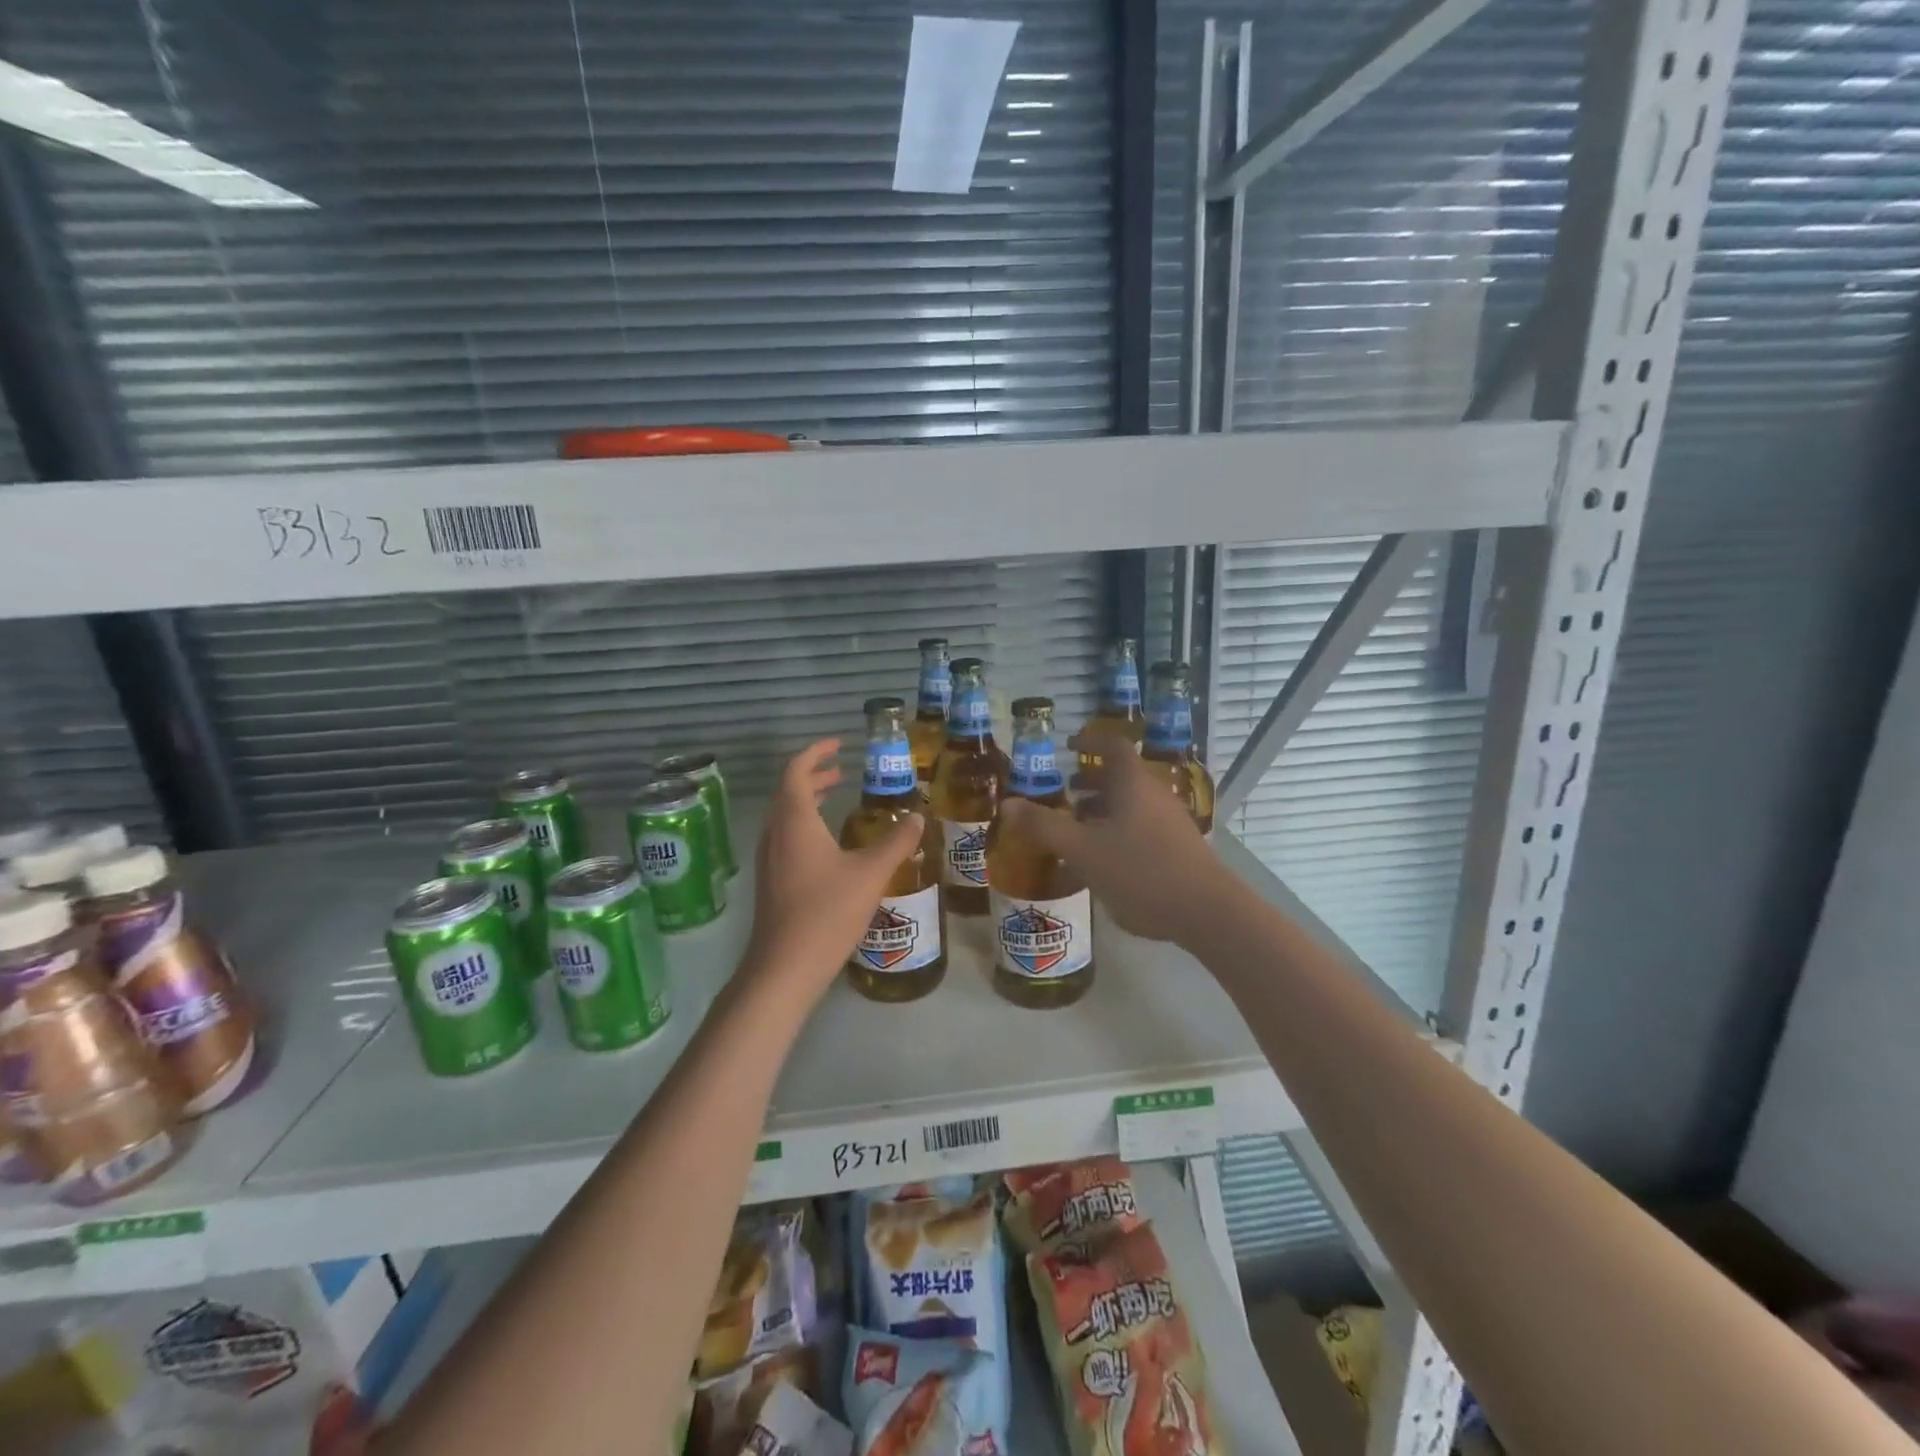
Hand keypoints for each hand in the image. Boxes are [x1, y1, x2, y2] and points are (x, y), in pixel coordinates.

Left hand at [744, 739, 923, 997]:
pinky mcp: (771, 880)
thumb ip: (897, 842)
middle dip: (814, 776)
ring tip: (834, 798)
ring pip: (784, 816)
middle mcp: (775, 833)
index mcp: (794, 821)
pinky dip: (803, 823)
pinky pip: (784, 836)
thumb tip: (918, 817)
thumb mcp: (871, 873)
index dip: (815, 753)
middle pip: (788, 791)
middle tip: (841, 772)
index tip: (838, 745)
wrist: (784, 967)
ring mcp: (769, 858)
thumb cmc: (826, 912)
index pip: (796, 771)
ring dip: (806, 800)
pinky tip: (828, 843)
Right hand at [1000, 724, 1226, 944]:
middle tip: (1066, 792)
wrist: (1206, 911)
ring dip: (1103, 810)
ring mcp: (1170, 823)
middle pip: (1122, 777)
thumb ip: (1043, 826)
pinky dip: (1117, 832)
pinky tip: (1104, 862)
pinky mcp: (1178, 849)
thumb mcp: (1082, 849)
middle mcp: (1154, 795)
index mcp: (1132, 784)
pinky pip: (1141, 828)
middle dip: (1091, 782)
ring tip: (1078, 829)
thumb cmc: (1140, 870)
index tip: (1068, 745)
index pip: (1112, 746)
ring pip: (1131, 805)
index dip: (1089, 741)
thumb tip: (1006, 804)